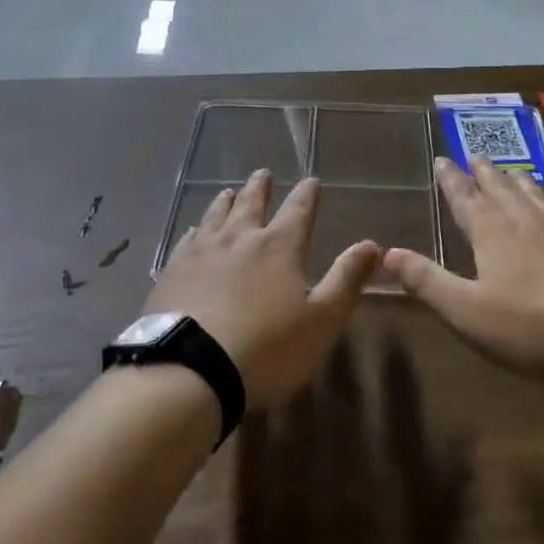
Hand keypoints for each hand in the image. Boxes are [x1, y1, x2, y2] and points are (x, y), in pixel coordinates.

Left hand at [145, 170, 380, 409]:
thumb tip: (371, 245)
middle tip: (263, 173)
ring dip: (226, 201)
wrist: (190, 370)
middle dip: (261, 187)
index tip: (311, 180)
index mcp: (280, 246)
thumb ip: (346, 280)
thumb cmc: (267, 348)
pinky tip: (192, 232)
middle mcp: (240, 238)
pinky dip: (194, 231)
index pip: (299, 210)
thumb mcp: (321, 320)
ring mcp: (202, 252)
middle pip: (252, 203)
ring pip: (216, 215)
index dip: (307, 194)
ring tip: (229, 192)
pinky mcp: (172, 272)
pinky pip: (186, 241)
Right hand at [384, 158, 543, 373]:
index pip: (464, 198)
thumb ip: (427, 281)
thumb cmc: (530, 325)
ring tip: (509, 169)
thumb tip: (387, 253)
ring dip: (517, 179)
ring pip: (534, 194)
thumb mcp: (466, 311)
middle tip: (473, 154)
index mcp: (490, 233)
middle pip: (499, 188)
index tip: (441, 159)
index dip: (450, 180)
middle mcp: (524, 220)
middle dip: (482, 172)